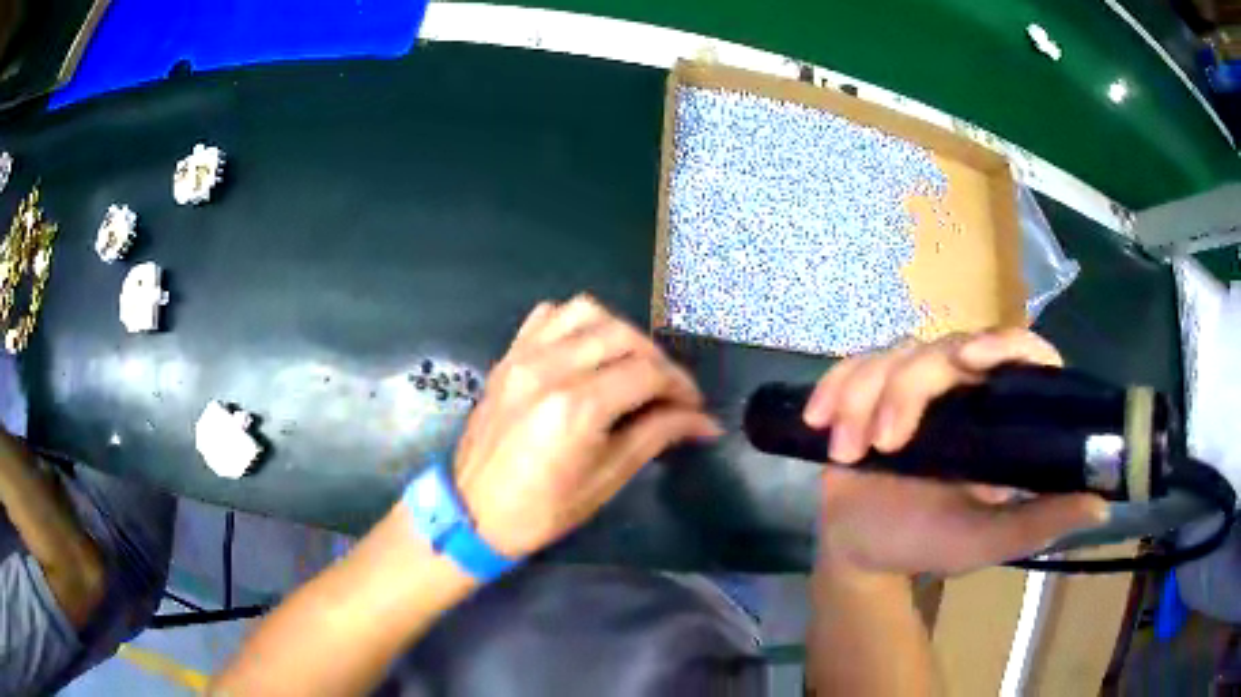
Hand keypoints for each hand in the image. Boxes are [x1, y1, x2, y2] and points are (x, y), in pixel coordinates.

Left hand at [451, 296, 721, 557]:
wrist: (472, 513)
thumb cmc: (542, 509)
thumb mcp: (607, 479)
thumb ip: (657, 436)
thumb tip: (704, 421)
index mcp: (576, 407)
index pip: (647, 374)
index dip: (680, 387)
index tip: (695, 406)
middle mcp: (550, 369)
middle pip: (623, 336)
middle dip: (657, 360)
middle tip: (669, 391)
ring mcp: (523, 357)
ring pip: (586, 312)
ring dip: (619, 333)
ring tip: (630, 365)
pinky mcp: (507, 357)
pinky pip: (548, 316)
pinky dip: (576, 324)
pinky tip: (586, 350)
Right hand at [803, 329, 1108, 575]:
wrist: (863, 551)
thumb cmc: (929, 543)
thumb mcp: (987, 541)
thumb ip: (1038, 523)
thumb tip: (1101, 506)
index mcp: (997, 415)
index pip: (1019, 353)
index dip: (1003, 343)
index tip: (973, 361)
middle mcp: (961, 387)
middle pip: (942, 348)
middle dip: (906, 391)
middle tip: (883, 445)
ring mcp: (913, 385)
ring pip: (892, 355)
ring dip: (863, 397)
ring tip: (847, 452)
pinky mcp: (868, 390)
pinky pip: (851, 367)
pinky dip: (833, 388)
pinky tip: (818, 420)